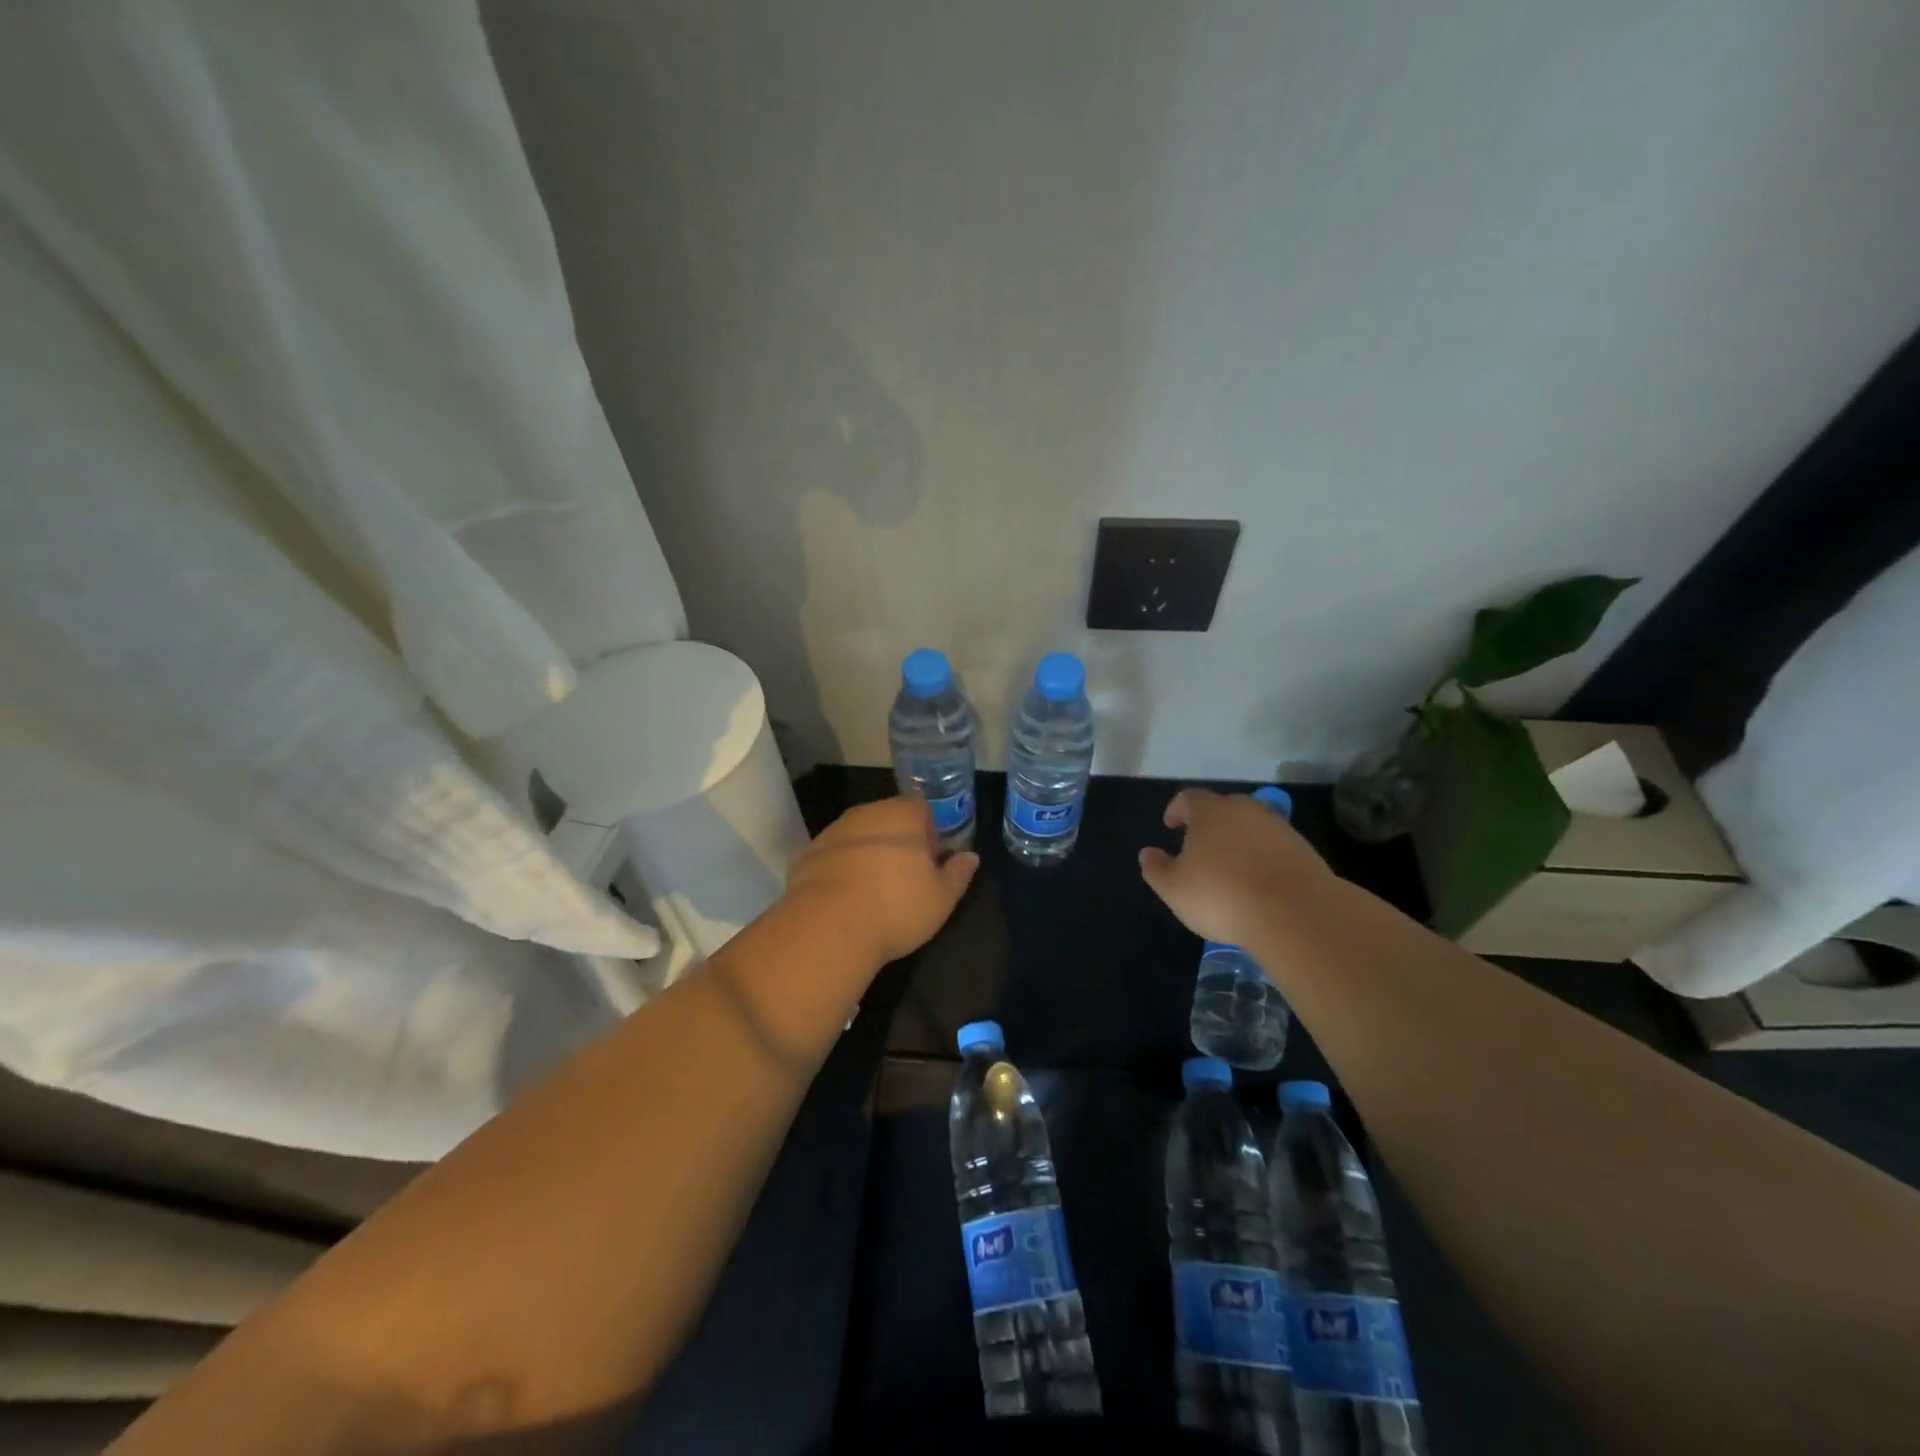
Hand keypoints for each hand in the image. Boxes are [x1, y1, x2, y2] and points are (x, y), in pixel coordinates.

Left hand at [783, 797, 979, 965]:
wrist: (828, 927)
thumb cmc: (896, 907)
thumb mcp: (942, 898)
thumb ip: (958, 873)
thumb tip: (970, 857)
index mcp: (902, 815)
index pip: (921, 808)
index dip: (928, 831)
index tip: (929, 861)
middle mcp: (866, 813)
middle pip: (887, 818)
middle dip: (896, 840)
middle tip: (904, 877)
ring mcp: (832, 831)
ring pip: (857, 836)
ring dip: (866, 853)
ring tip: (871, 891)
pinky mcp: (806, 854)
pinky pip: (831, 856)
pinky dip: (838, 869)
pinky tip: (843, 899)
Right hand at [1138, 787, 1333, 948]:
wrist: (1295, 913)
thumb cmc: (1221, 895)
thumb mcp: (1174, 889)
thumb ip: (1156, 868)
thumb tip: (1148, 853)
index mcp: (1210, 812)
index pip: (1188, 798)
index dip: (1176, 810)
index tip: (1170, 826)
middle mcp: (1245, 810)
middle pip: (1223, 808)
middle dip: (1209, 824)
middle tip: (1200, 847)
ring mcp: (1278, 828)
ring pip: (1251, 827)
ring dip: (1238, 841)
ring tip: (1230, 869)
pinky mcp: (1304, 850)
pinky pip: (1274, 847)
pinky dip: (1262, 858)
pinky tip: (1258, 883)